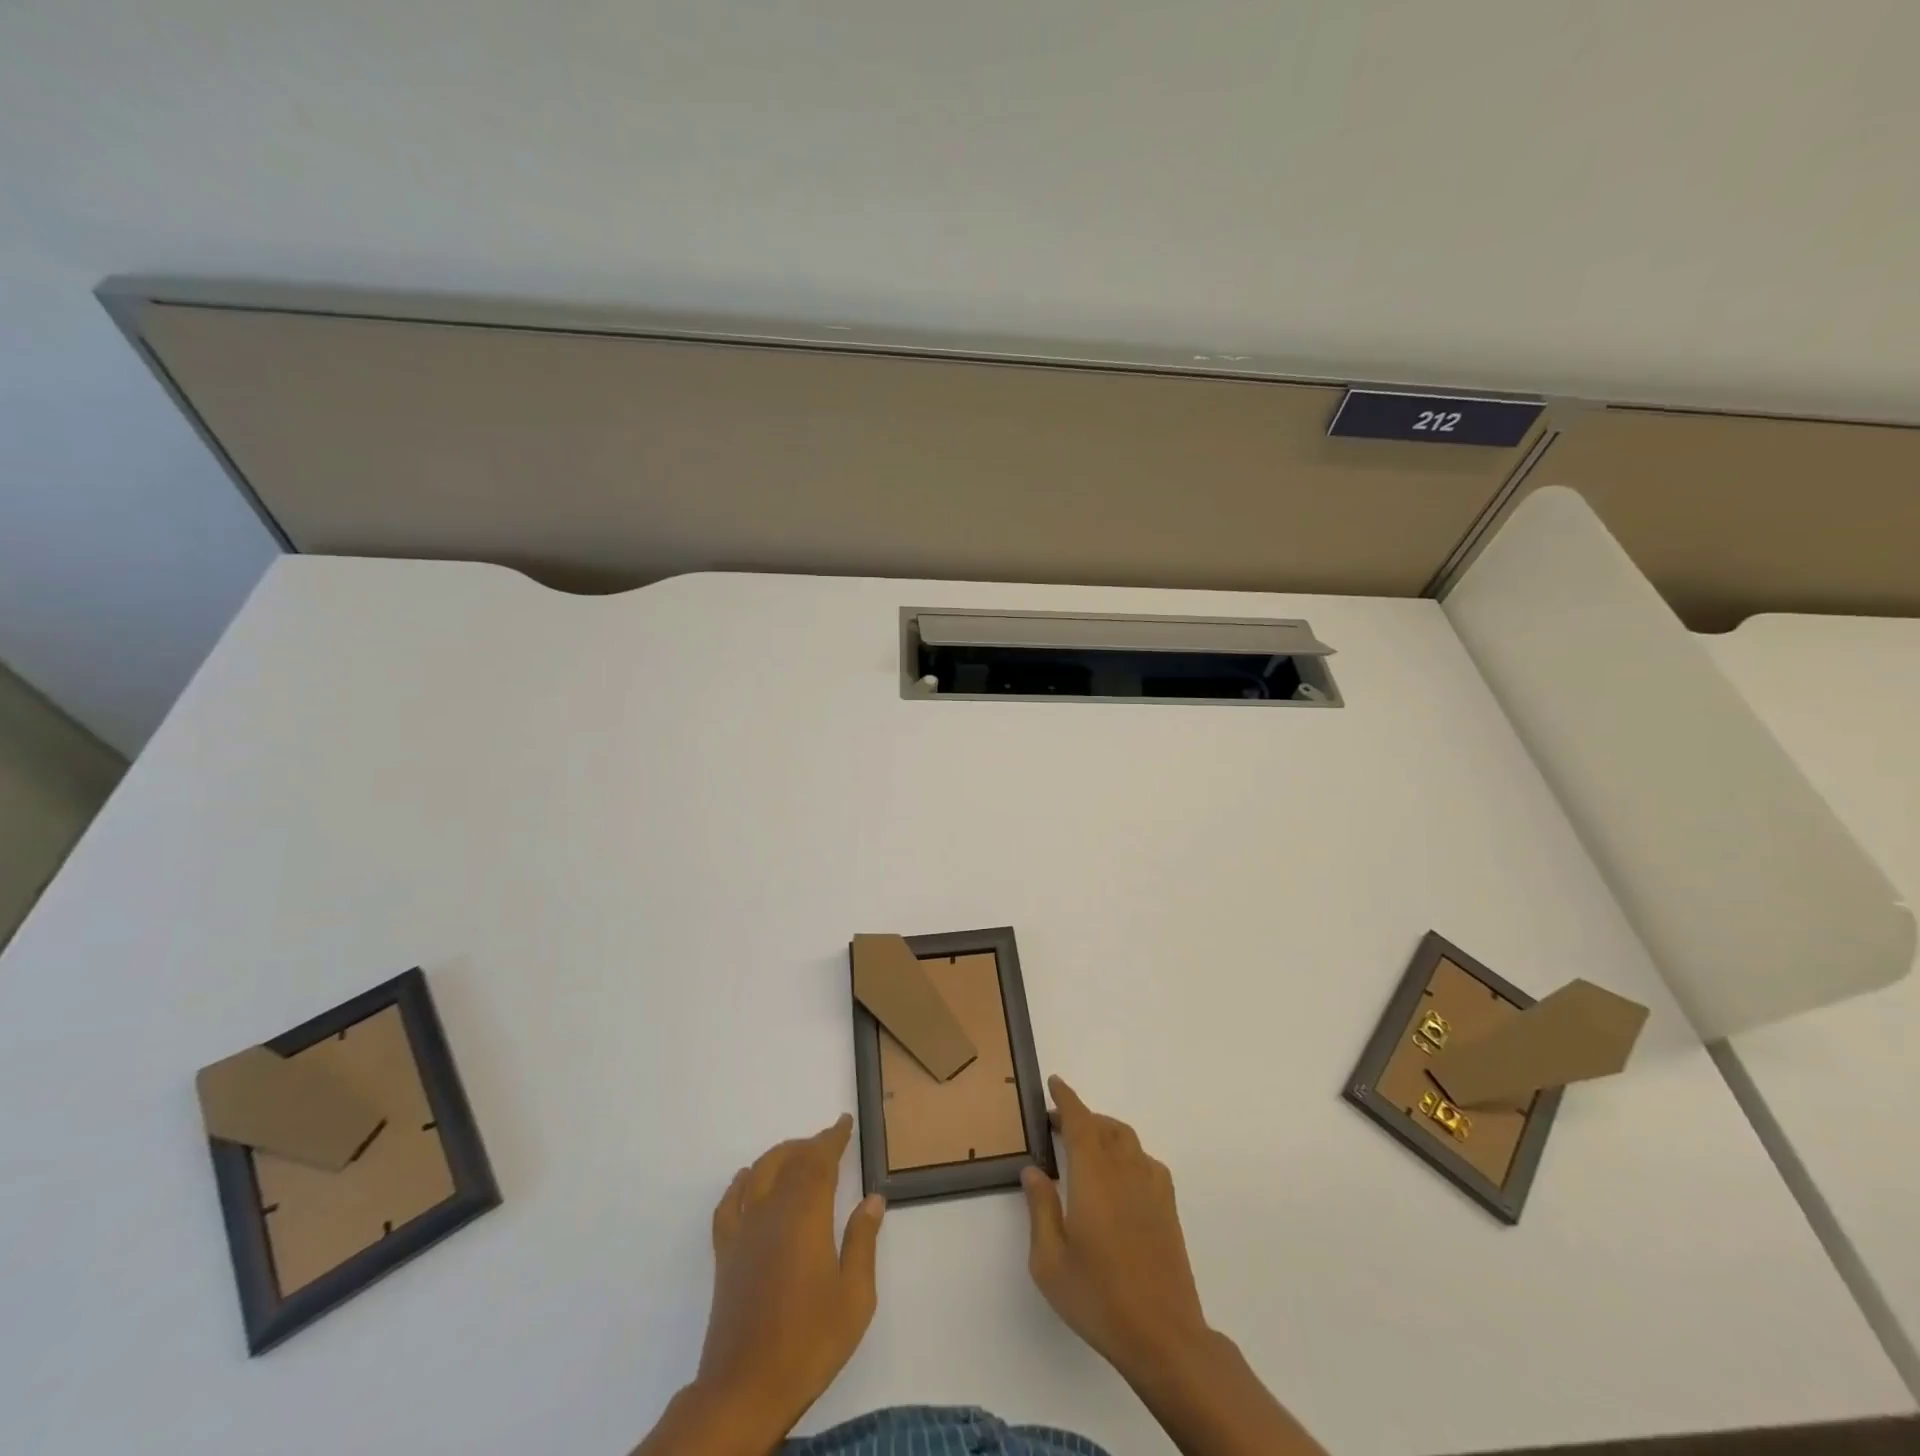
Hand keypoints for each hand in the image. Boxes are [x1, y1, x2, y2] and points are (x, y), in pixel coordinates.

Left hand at [641, 1115, 883, 1455]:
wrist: (745, 1389)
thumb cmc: (809, 1342)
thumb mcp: (854, 1297)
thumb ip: (863, 1242)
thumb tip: (872, 1199)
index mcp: (806, 1216)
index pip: (819, 1161)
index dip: (833, 1138)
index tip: (844, 1122)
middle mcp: (772, 1212)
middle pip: (790, 1161)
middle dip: (810, 1145)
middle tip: (829, 1142)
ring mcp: (744, 1231)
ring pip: (760, 1173)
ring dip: (780, 1156)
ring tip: (797, 1155)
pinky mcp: (725, 1254)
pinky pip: (729, 1203)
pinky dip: (741, 1183)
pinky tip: (747, 1180)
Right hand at [1021, 1076, 1209, 1377]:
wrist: (1163, 1335)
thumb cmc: (1098, 1297)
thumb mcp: (1050, 1260)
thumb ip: (1040, 1208)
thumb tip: (1034, 1171)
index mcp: (1093, 1175)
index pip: (1079, 1120)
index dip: (1066, 1098)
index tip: (1054, 1083)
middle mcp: (1124, 1169)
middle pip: (1103, 1125)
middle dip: (1080, 1117)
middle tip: (1056, 1125)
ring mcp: (1151, 1186)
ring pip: (1126, 1139)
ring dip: (1104, 1132)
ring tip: (1085, 1147)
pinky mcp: (1168, 1207)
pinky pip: (1145, 1160)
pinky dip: (1126, 1154)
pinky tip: (1118, 1177)